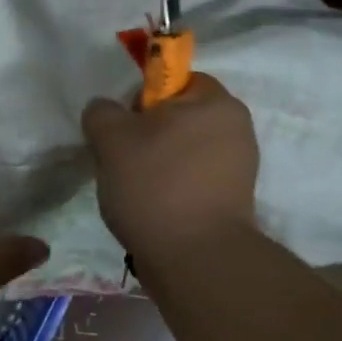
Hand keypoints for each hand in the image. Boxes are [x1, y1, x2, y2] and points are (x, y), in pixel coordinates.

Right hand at [81, 73, 259, 269]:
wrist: (195, 259)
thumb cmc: (155, 185)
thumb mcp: (111, 138)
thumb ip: (102, 112)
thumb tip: (105, 111)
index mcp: (216, 102)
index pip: (173, 80)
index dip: (141, 99)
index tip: (122, 129)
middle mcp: (237, 128)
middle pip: (178, 118)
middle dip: (146, 136)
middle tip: (121, 161)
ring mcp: (239, 167)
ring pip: (183, 151)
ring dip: (157, 164)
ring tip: (135, 192)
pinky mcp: (234, 201)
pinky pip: (194, 181)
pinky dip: (173, 189)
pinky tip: (153, 209)